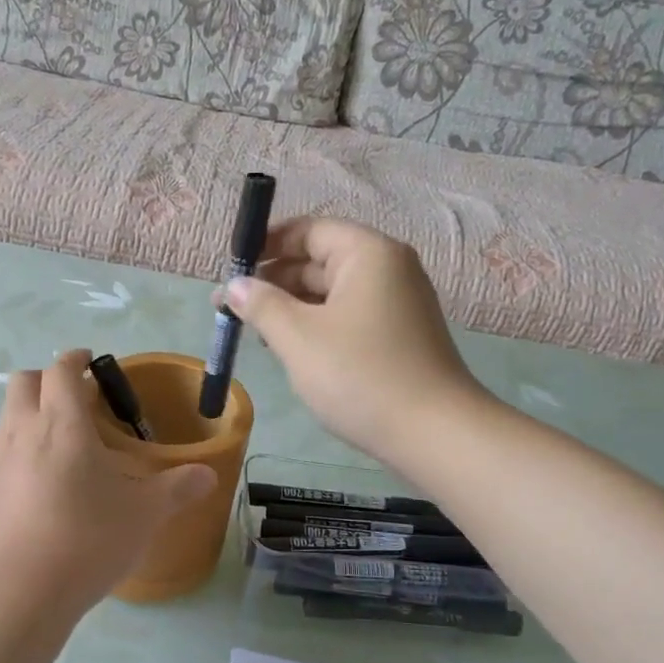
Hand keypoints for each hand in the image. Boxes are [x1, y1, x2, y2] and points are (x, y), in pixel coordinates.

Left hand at [0, 350, 216, 615]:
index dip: (76, 359)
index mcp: (61, 424)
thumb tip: (208, 474)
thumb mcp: (143, 515)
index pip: (61, 370)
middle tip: (79, 399)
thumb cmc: (86, 540)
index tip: (91, 362)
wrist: (16, 594)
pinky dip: (24, 451)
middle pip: (23, 383)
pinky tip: (49, 485)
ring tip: (67, 441)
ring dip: (33, 413)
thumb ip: (177, 489)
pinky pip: (5, 456)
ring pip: (9, 417)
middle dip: (48, 379)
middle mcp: (23, 434)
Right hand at [227, 218, 490, 458]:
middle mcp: (388, 269)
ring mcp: (397, 304)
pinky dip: (316, 326)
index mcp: (368, 254)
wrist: (432, 433)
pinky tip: (291, 351)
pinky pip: (347, 317)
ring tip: (255, 333)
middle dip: (273, 281)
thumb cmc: (360, 376)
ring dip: (291, 308)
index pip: (309, 230)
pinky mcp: (398, 336)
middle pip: (320, 260)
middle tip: (231, 308)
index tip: (231, 268)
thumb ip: (261, 304)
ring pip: (331, 293)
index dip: (267, 244)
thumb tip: (234, 285)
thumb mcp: (298, 338)